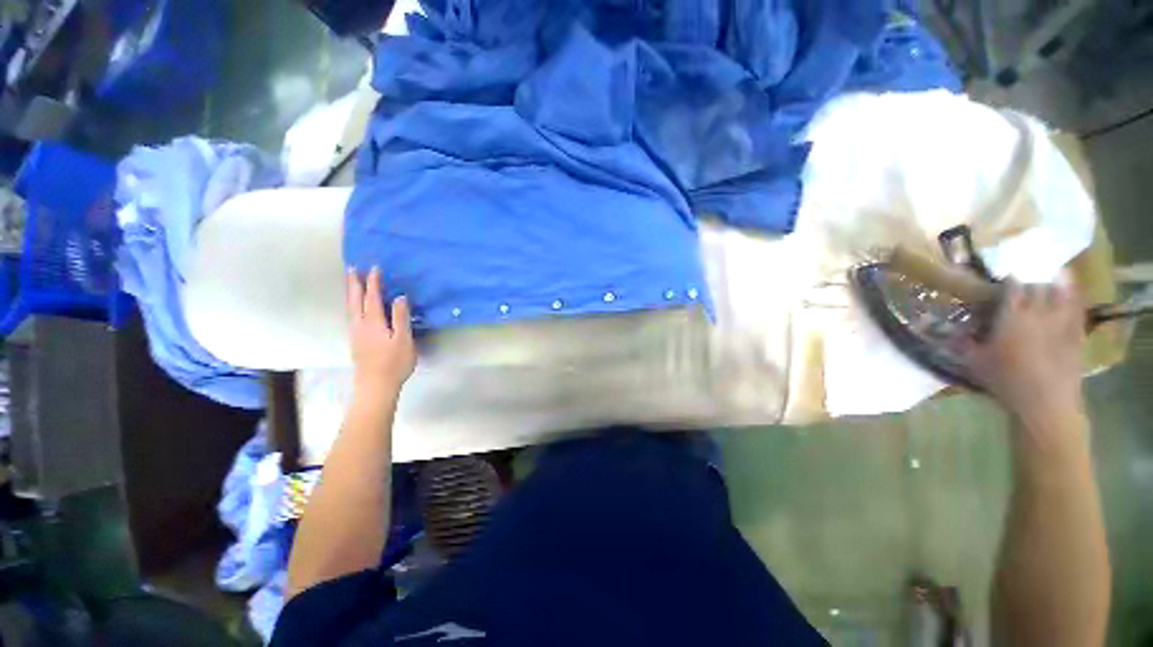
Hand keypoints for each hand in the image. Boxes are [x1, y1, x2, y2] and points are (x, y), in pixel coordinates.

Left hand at [346, 267, 415, 393]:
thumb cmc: (394, 363)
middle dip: (354, 284)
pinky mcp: (356, 342)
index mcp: (373, 322)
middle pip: (355, 300)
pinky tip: (354, 308)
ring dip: (350, 293)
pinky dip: (352, 305)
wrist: (375, 386)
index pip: (372, 297)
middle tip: (352, 268)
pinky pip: (351, 316)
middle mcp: (360, 325)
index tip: (374, 268)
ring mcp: (355, 334)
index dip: (373, 282)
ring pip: (350, 308)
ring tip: (350, 283)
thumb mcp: (404, 339)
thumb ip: (401, 317)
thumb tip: (399, 297)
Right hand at [964, 282, 1085, 423]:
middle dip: (1033, 282)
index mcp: (1011, 317)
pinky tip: (1072, 301)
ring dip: (1057, 286)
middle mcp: (1036, 314)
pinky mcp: (1076, 335)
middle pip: (1038, 287)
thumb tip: (939, 330)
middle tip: (1028, 281)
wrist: (1044, 403)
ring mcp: (1060, 323)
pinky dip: (1074, 302)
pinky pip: (1077, 312)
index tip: (1007, 277)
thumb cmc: (1005, 382)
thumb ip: (962, 343)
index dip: (1010, 280)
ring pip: (1062, 295)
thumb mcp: (975, 363)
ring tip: (1055, 281)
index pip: (1012, 289)